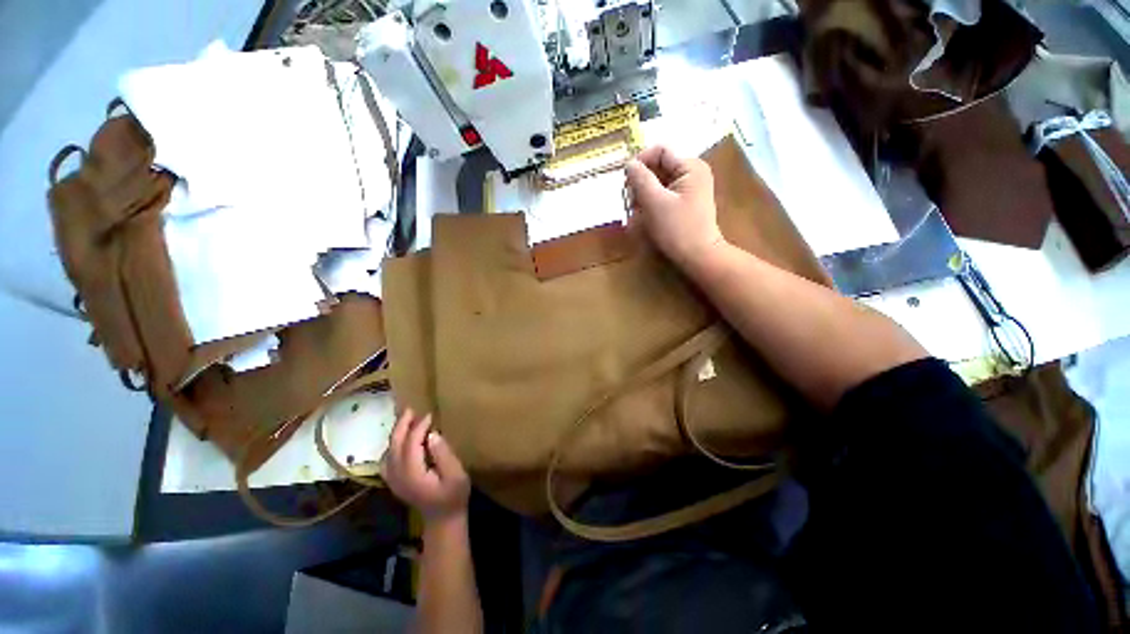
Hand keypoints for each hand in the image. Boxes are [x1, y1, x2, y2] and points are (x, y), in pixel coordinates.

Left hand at [384, 409, 469, 523]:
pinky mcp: (395, 482)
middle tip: (411, 409)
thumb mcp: (456, 474)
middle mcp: (398, 476)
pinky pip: (387, 459)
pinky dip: (392, 446)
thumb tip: (432, 434)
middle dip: (402, 426)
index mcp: (412, 473)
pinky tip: (401, 440)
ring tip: (407, 419)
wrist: (443, 520)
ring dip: (396, 433)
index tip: (430, 415)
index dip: (419, 427)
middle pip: (394, 445)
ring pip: (389, 451)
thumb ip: (444, 454)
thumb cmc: (453, 496)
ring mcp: (393, 480)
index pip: (410, 444)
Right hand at [625, 145, 725, 268]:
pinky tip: (645, 216)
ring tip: (637, 213)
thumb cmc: (677, 229)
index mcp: (690, 166)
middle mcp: (692, 172)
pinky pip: (663, 194)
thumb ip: (640, 179)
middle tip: (630, 203)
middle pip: (658, 167)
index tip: (626, 183)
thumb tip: (629, 164)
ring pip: (658, 182)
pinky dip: (652, 203)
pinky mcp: (685, 202)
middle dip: (641, 182)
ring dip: (644, 194)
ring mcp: (690, 188)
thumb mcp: (654, 202)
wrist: (698, 256)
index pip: (659, 151)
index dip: (640, 162)